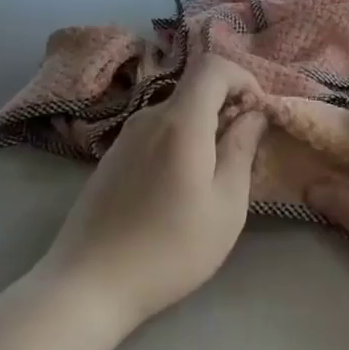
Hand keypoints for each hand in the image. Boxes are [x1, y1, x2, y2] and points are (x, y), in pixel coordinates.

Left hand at [38, 54, 267, 327]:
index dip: (243, 78)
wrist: (89, 284)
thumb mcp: (226, 205)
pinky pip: (156, 133)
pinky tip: (180, 189)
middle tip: (245, 151)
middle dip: (228, 106)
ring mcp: (124, 137)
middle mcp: (148, 117)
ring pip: (176, 113)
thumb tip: (254, 113)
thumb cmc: (170, 248)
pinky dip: (180, 142)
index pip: (213, 66)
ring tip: (216, 176)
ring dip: (204, 128)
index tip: (259, 113)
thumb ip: (242, 149)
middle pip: (195, 89)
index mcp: (180, 122)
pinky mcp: (112, 159)